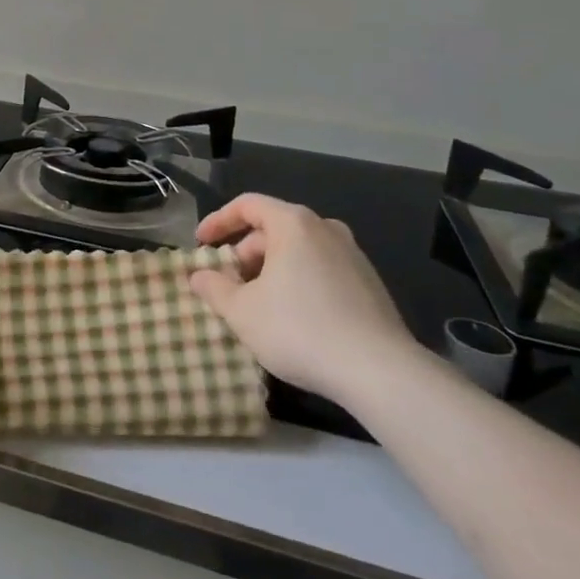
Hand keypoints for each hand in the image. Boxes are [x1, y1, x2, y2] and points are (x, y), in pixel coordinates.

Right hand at [189, 194, 418, 405]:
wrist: (380, 372)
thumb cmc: (300, 329)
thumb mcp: (241, 312)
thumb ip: (213, 288)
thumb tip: (199, 276)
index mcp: (293, 223)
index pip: (247, 205)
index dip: (218, 221)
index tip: (201, 244)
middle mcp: (325, 229)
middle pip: (273, 229)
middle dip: (244, 254)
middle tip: (228, 285)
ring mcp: (352, 255)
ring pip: (298, 251)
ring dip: (270, 270)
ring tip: (257, 304)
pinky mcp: (370, 284)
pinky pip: (321, 270)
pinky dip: (298, 282)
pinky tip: (292, 318)